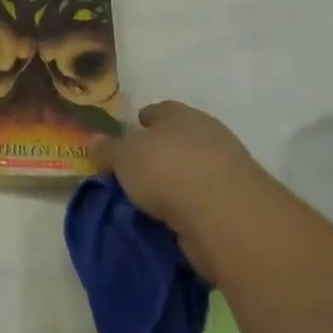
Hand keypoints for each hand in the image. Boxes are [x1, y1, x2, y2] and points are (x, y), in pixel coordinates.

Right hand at [93, 100, 262, 267]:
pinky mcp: (238, 202)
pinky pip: (205, 201)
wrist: (225, 215)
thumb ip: (107, 149)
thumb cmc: (167, 170)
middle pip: (177, 139)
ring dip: (177, 184)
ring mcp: (227, 167)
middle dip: (159, 153)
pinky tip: (174, 221)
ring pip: (193, 170)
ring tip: (153, 202)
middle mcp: (206, 133)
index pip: (157, 111)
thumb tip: (94, 144)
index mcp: (178, 113)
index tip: (127, 139)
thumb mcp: (123, 156)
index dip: (140, 123)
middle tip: (137, 173)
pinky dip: (191, 208)